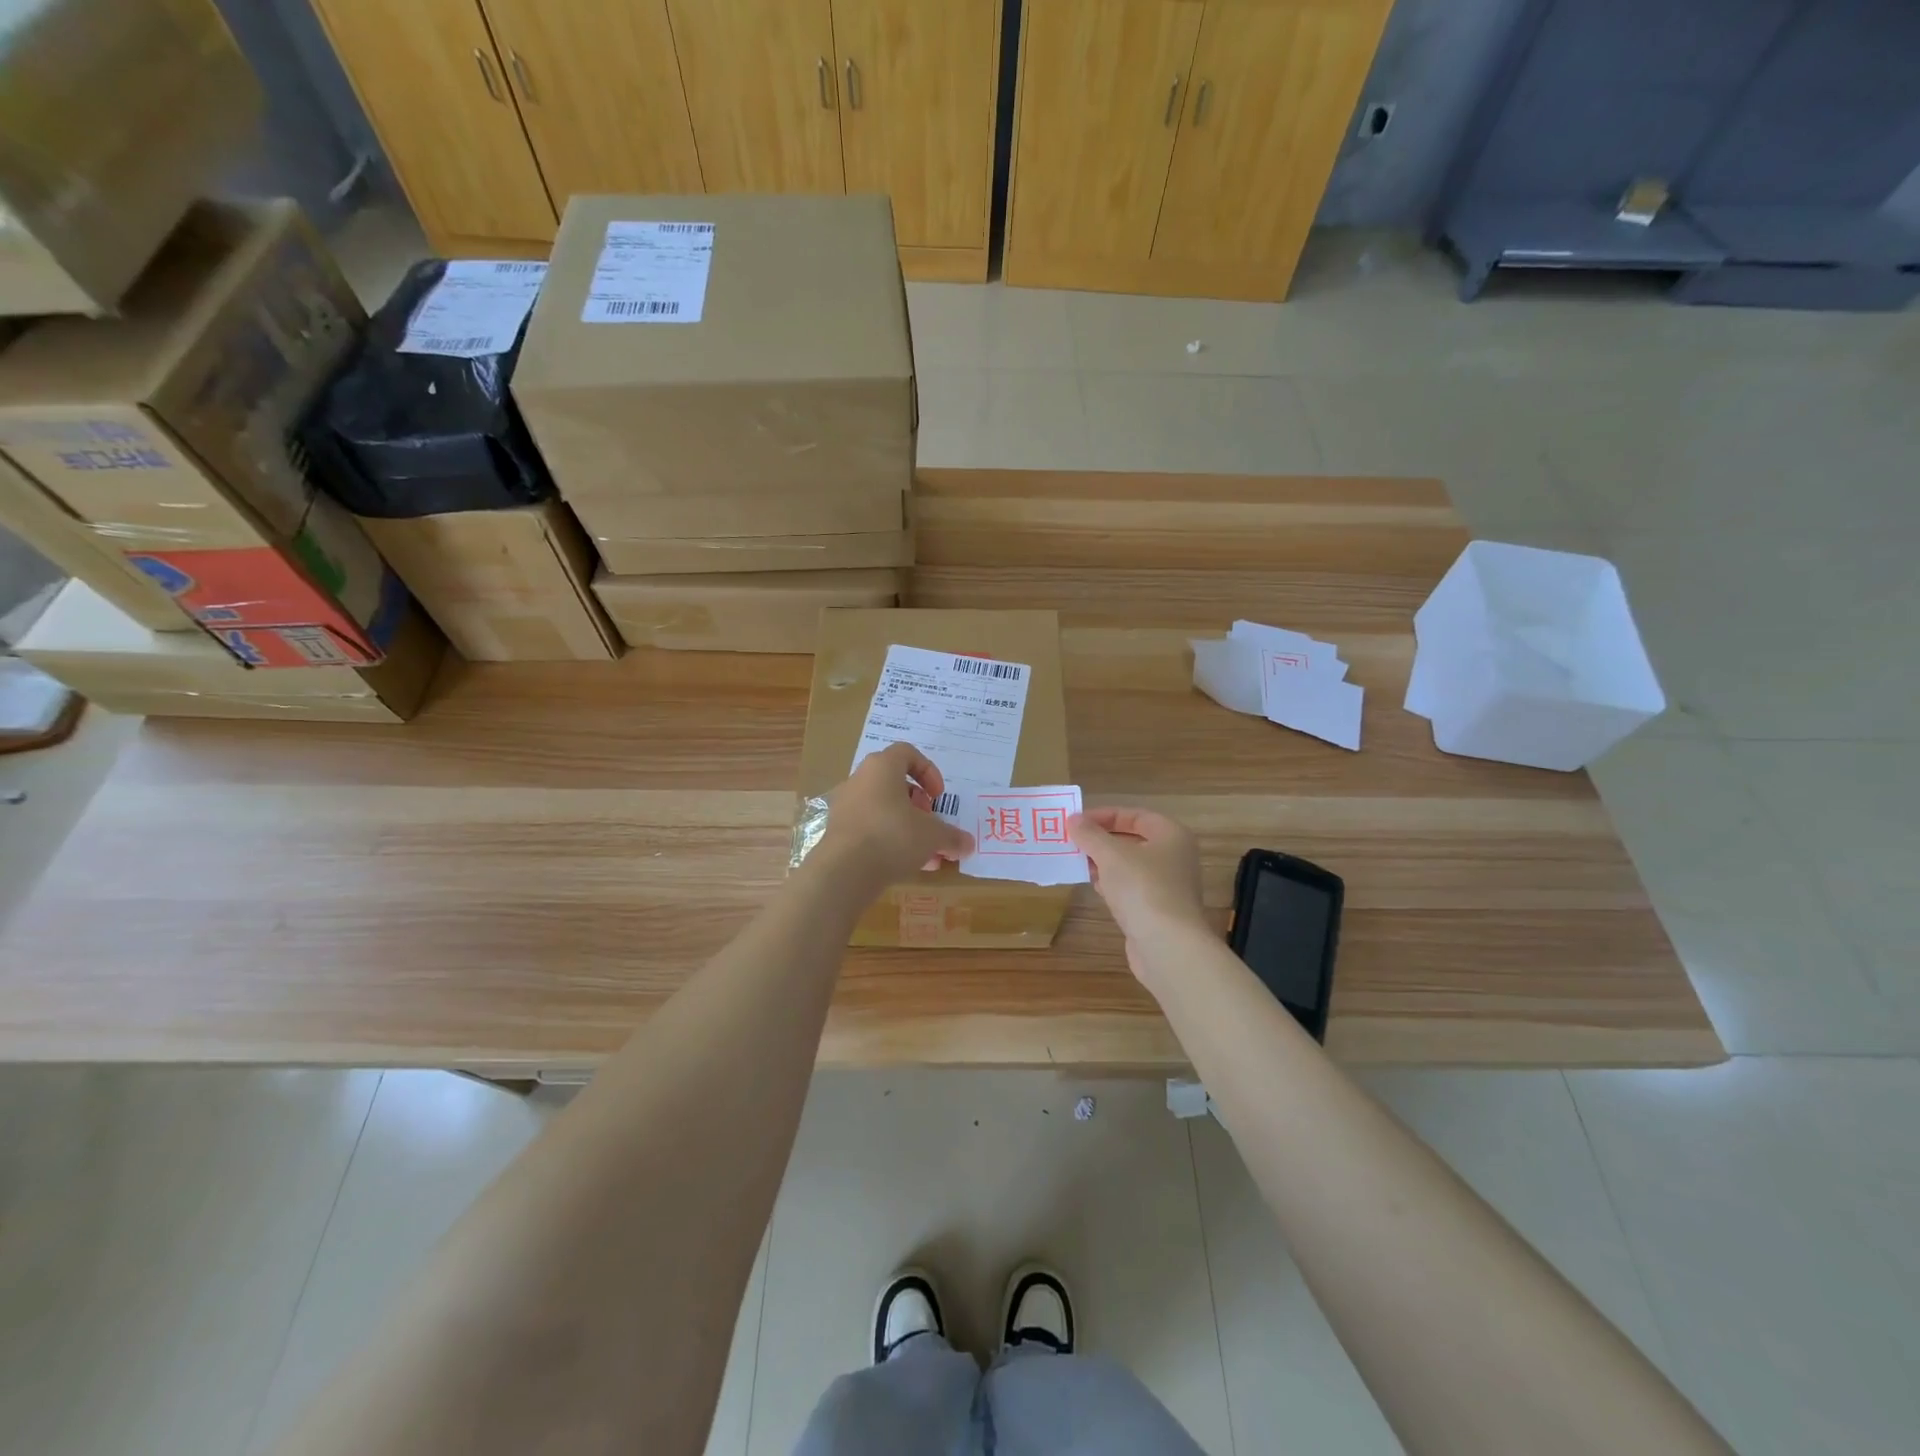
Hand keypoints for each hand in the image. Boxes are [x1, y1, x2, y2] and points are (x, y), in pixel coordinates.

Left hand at [816, 742, 974, 890]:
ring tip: (923, 852)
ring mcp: (844, 805)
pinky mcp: (837, 831)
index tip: (938, 796)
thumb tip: (968, 844)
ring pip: (882, 808)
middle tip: (930, 824)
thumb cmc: (893, 836)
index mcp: (882, 767)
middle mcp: (859, 780)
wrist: (844, 870)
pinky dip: (887, 840)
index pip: (907, 753)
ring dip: (905, 826)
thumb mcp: (932, 836)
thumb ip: (952, 836)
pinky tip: (903, 865)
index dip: (928, 771)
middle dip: (917, 804)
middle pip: (894, 783)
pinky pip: (868, 828)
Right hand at [1069, 807, 1210, 979]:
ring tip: (1077, 863)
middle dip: (1102, 841)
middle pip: (1133, 840)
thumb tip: (1073, 819)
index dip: (1105, 815)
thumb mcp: (1111, 855)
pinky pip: (1132, 889)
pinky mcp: (1158, 911)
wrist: (1168, 947)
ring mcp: (1169, 886)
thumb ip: (1090, 835)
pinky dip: (1113, 885)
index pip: (1136, 815)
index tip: (1077, 822)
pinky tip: (1094, 887)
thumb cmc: (1143, 889)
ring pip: (1131, 866)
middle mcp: (1175, 858)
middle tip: (1073, 842)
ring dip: (1105, 863)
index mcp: (1172, 836)